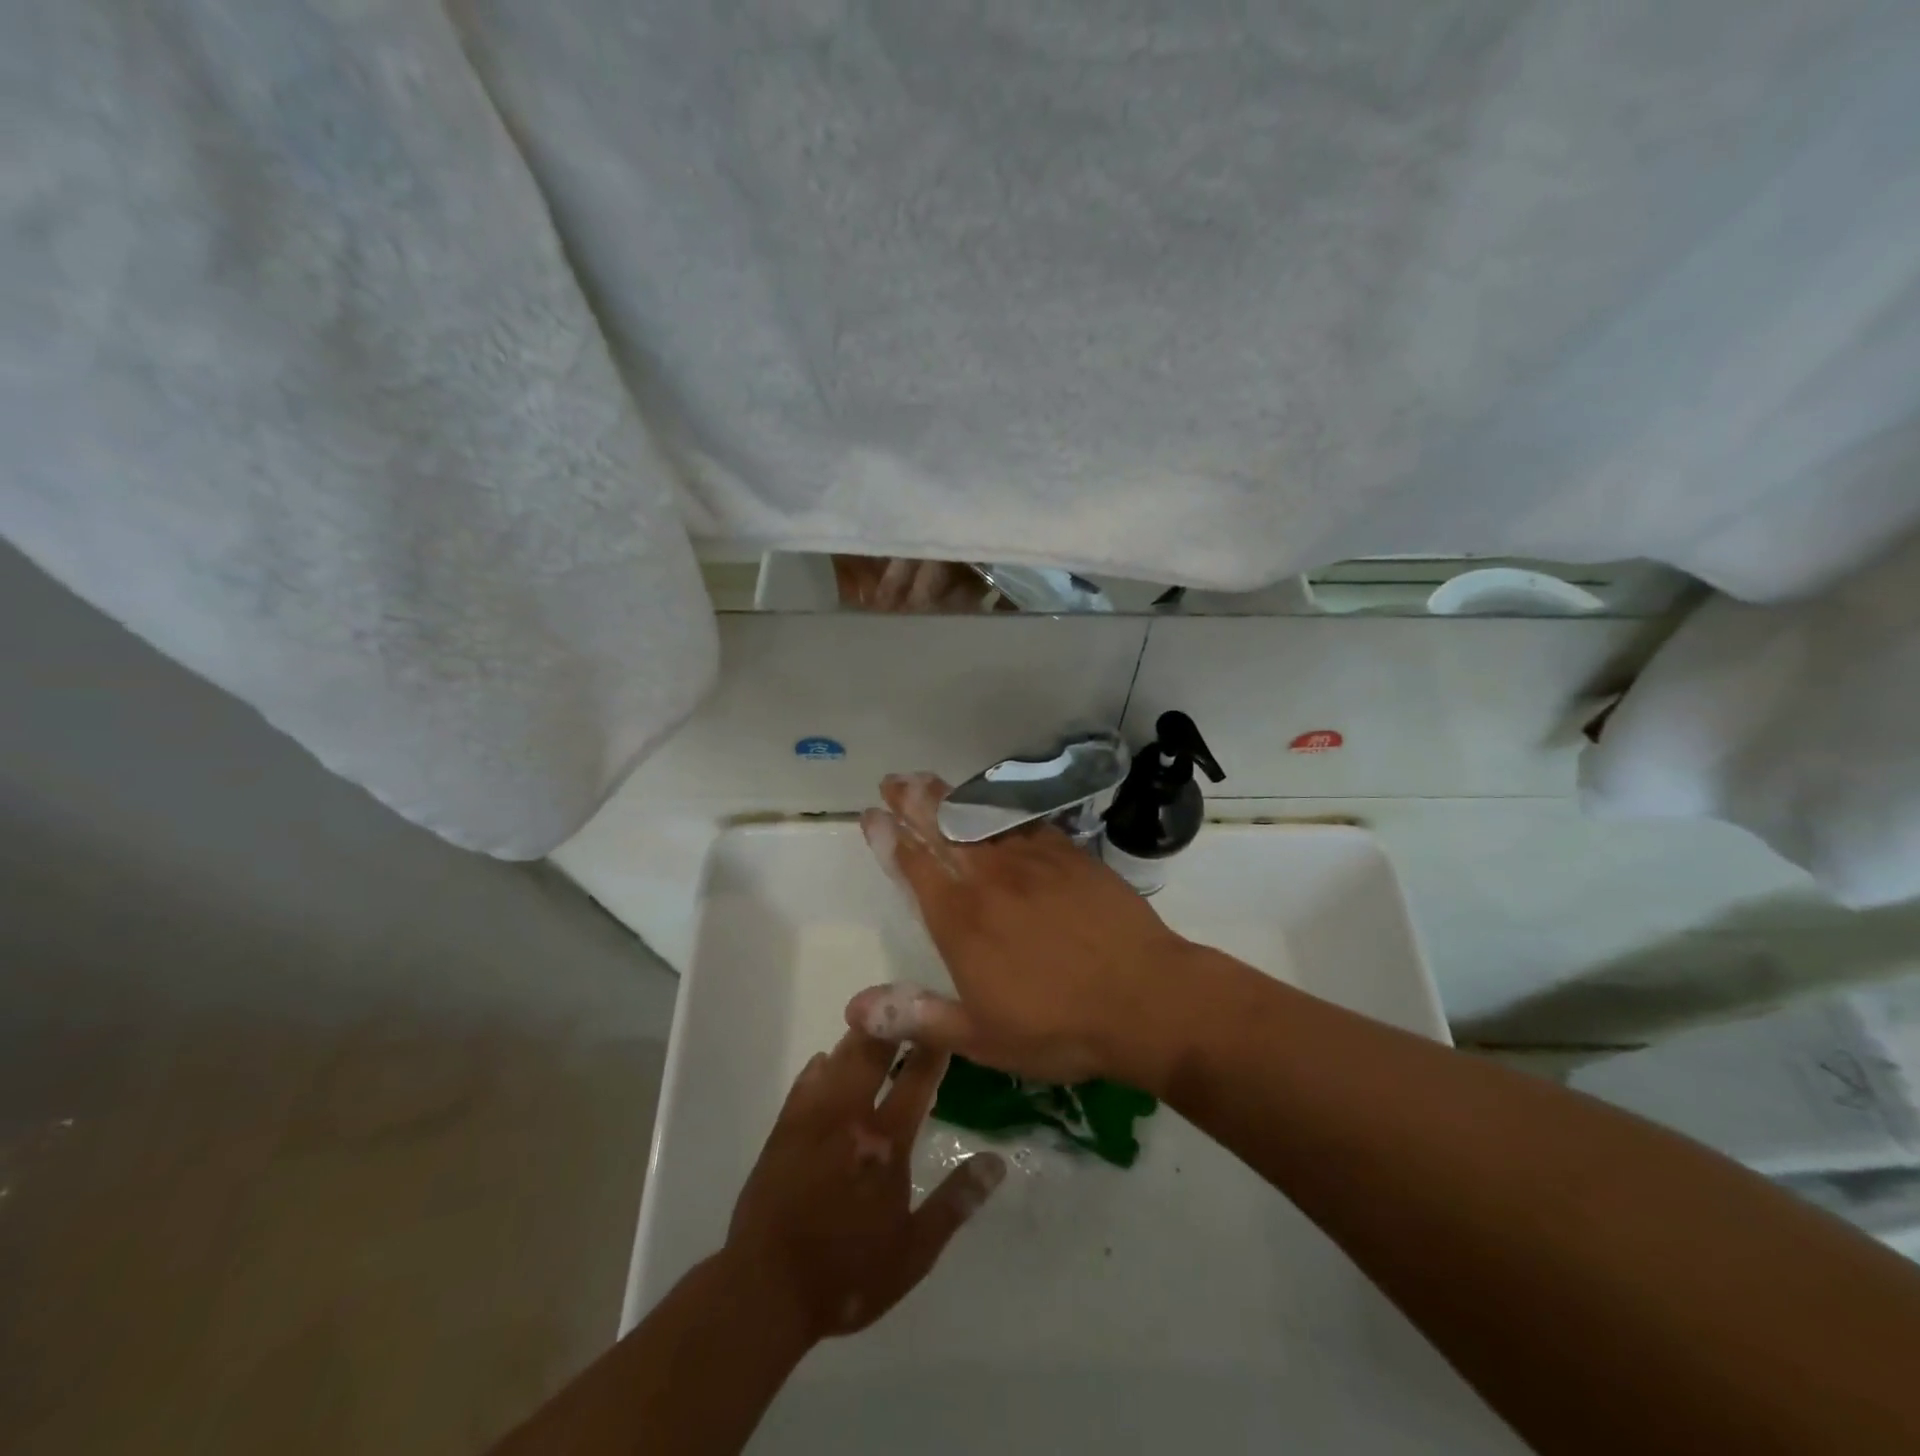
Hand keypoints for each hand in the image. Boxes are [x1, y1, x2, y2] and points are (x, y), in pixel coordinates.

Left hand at [724, 1027, 1005, 1344]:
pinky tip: (827, 1059)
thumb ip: (955, 1202)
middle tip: (906, 1001)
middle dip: (892, 1024)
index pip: (917, 1079)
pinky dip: (820, 1067)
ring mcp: (813, 1119)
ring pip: (839, 1060)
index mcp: (886, 1142)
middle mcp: (850, 1117)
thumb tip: (996, 1162)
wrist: (766, 1289)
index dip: (933, 1047)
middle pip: (874, 1054)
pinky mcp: (784, 1129)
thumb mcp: (914, 1252)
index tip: (945, 1022)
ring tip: (874, 1019)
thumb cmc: (847, 1273)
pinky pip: (805, 1084)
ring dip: (859, 1038)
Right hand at [846, 772, 1197, 1088]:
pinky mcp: (1070, 855)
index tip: (872, 814)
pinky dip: (1003, 811)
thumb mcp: (982, 1038)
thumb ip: (917, 1017)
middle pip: (943, 829)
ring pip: (981, 819)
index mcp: (961, 920)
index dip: (889, 839)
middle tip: (894, 780)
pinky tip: (997, 806)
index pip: (914, 867)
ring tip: (929, 780)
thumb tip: (853, 1009)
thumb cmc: (1059, 1026)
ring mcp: (1033, 861)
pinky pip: (1026, 823)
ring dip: (951, 798)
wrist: (1145, 998)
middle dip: (913, 802)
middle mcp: (990, 880)